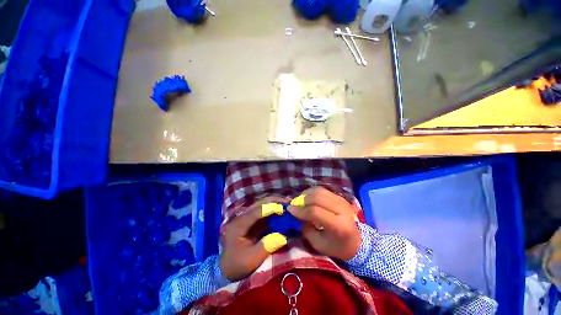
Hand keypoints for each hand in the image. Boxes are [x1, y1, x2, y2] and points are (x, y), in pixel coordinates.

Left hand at [219, 197, 288, 280]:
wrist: (228, 269)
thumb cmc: (237, 266)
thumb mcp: (250, 260)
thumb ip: (265, 247)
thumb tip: (282, 236)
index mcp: (238, 225)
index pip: (255, 212)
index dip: (269, 208)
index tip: (283, 208)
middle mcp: (242, 217)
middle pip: (259, 204)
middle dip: (274, 201)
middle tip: (289, 202)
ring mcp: (247, 218)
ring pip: (262, 205)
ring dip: (275, 204)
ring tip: (288, 205)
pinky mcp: (252, 221)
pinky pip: (264, 212)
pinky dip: (274, 211)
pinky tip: (282, 212)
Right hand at [288, 187, 360, 260]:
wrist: (357, 242)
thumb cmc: (336, 247)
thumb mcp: (318, 243)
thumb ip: (306, 228)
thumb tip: (295, 214)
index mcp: (338, 225)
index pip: (315, 212)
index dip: (301, 210)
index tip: (290, 210)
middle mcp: (341, 209)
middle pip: (317, 197)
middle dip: (303, 200)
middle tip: (294, 205)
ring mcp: (342, 201)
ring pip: (320, 191)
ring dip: (307, 194)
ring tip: (300, 201)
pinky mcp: (340, 197)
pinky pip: (323, 190)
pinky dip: (312, 192)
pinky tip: (308, 198)